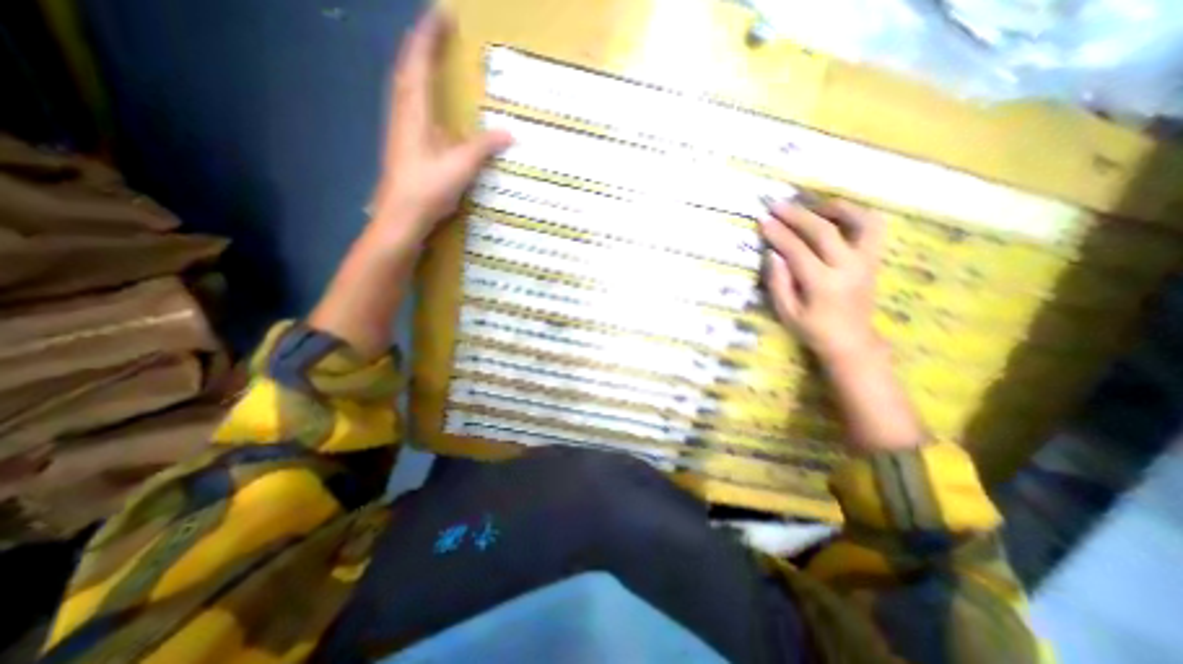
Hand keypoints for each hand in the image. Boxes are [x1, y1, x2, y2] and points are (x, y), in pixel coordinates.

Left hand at [367, 9, 512, 251]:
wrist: (401, 217)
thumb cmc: (427, 189)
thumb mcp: (460, 167)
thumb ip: (483, 147)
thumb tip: (509, 133)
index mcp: (413, 111)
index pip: (418, 62)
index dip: (428, 35)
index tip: (443, 14)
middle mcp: (403, 113)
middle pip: (407, 68)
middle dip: (422, 45)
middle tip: (440, 31)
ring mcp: (401, 129)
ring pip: (405, 86)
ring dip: (417, 66)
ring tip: (434, 57)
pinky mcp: (405, 144)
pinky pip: (410, 105)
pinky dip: (419, 91)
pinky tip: (430, 103)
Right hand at [763, 197, 882, 361]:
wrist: (852, 342)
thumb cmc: (813, 330)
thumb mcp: (787, 313)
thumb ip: (778, 283)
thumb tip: (773, 253)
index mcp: (823, 284)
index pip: (797, 250)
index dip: (778, 234)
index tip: (763, 221)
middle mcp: (848, 268)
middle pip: (824, 231)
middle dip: (797, 215)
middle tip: (778, 205)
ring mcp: (866, 262)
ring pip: (859, 222)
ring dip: (836, 208)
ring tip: (814, 205)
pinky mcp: (874, 260)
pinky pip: (873, 229)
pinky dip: (857, 215)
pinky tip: (838, 216)